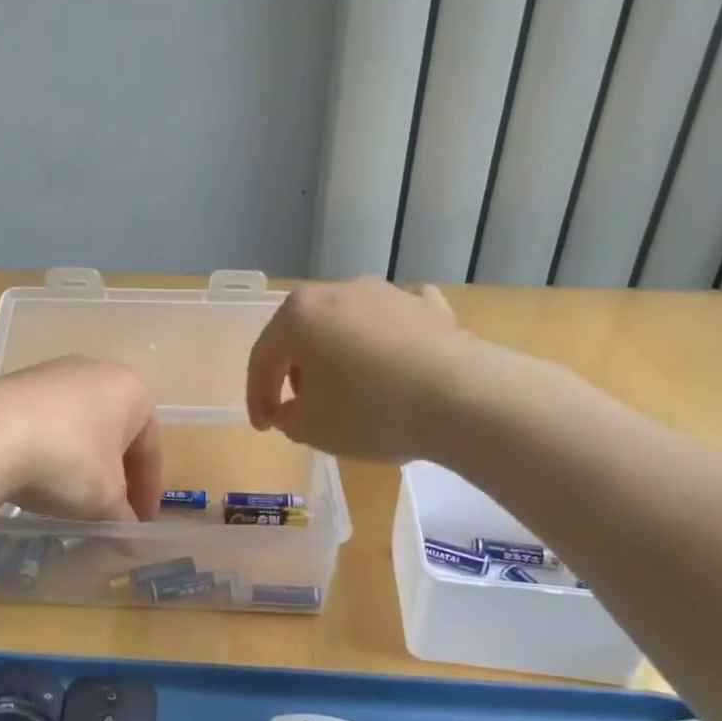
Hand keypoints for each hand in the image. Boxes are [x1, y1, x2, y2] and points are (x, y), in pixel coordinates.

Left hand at [0, 356, 162, 521]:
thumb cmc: (68, 460)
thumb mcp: (104, 499)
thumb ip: (123, 519)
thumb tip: (133, 540)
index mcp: (131, 391)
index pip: (151, 448)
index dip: (148, 491)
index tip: (141, 523)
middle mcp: (96, 372)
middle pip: (115, 434)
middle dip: (115, 476)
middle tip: (111, 512)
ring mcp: (52, 374)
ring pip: (80, 427)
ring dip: (82, 464)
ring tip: (73, 499)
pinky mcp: (15, 384)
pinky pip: (46, 424)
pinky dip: (50, 452)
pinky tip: (38, 478)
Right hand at [246, 278, 478, 462]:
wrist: (463, 398)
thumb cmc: (370, 411)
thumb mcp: (313, 429)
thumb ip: (289, 418)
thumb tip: (292, 410)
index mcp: (299, 315)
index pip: (263, 358)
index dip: (257, 397)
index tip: (264, 428)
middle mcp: (338, 291)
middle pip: (304, 335)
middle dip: (297, 372)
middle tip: (304, 408)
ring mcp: (386, 294)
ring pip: (347, 326)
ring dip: (339, 356)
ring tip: (349, 392)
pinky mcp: (428, 308)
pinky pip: (395, 322)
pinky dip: (387, 339)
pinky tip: (396, 354)